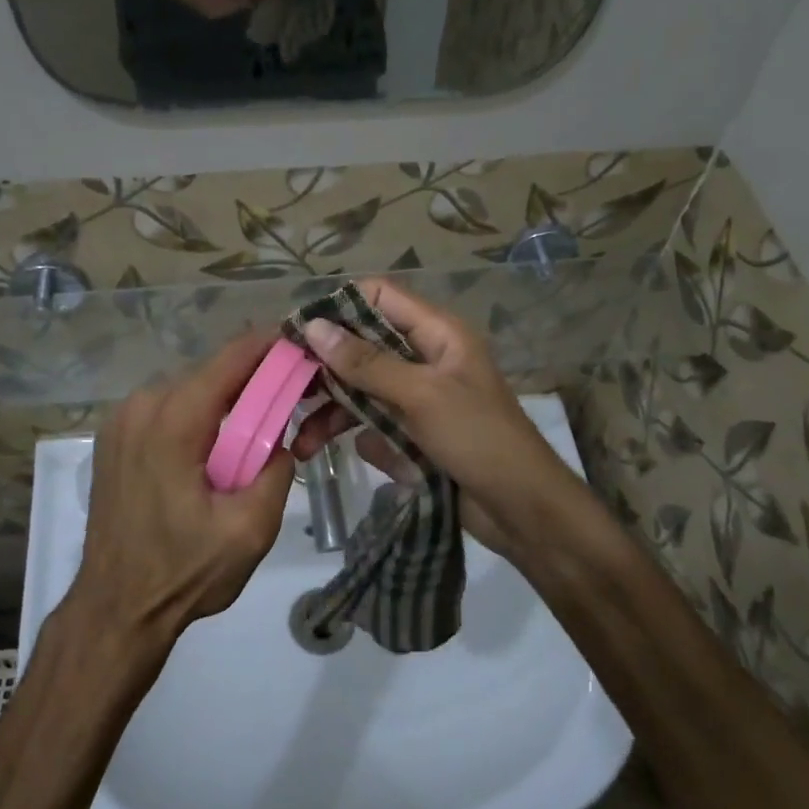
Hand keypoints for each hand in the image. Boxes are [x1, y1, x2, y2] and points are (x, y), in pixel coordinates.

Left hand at [68, 331, 293, 648]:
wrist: (115, 609)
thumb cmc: (183, 572)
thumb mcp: (250, 531)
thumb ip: (277, 473)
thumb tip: (281, 442)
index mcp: (173, 422)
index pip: (230, 359)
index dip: (270, 345)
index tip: (302, 346)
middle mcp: (141, 407)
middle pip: (210, 373)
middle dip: (251, 381)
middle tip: (289, 401)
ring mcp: (120, 421)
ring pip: (187, 389)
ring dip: (222, 401)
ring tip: (254, 430)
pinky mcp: (113, 439)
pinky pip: (165, 408)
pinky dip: (195, 415)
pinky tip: (213, 446)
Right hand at [289, 280, 580, 568]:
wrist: (522, 510)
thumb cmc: (478, 439)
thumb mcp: (421, 395)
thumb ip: (367, 363)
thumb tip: (313, 326)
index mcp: (437, 334)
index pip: (379, 298)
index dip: (338, 308)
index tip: (295, 331)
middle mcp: (425, 359)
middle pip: (363, 346)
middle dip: (325, 368)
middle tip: (286, 388)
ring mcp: (418, 397)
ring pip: (362, 389)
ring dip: (331, 411)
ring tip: (302, 440)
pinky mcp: (413, 432)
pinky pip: (373, 423)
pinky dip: (354, 435)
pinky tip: (332, 454)